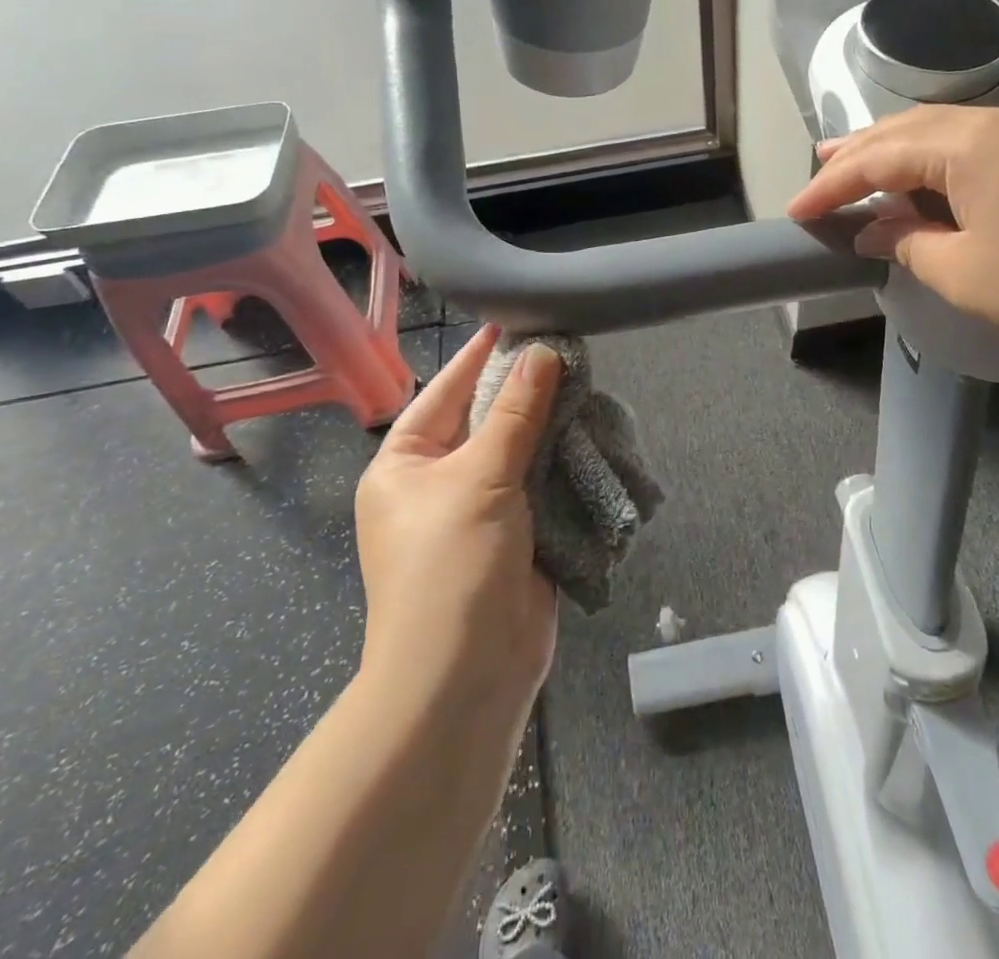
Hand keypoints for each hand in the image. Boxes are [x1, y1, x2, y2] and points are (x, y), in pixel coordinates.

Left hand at [354, 324, 560, 722]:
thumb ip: (516, 413)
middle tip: (566, 348)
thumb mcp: (480, 477)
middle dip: (524, 390)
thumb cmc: (452, 565)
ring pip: (519, 452)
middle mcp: (438, 483)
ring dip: (550, 425)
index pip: (444, 392)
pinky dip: (565, 462)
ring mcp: (479, 511)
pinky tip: (593, 432)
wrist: (466, 678)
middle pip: (486, 420)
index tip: (514, 320)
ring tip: (587, 381)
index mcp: (405, 464)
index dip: (478, 357)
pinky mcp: (518, 536)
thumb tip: (543, 352)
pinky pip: (541, 485)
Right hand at [786, 105, 998, 387]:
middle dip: (861, 152)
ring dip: (899, 153)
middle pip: (910, 129)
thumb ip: (907, 242)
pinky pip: (977, 150)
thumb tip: (874, 228)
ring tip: (860, 169)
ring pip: (945, 135)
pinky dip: (937, 165)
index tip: (795, 210)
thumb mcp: (964, 273)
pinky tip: (925, 185)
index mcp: (971, 143)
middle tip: (819, 169)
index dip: (833, 185)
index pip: (881, 156)